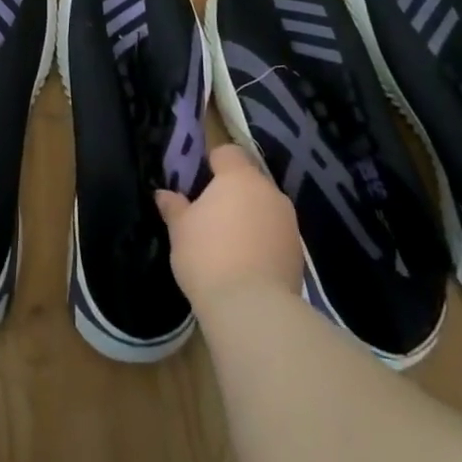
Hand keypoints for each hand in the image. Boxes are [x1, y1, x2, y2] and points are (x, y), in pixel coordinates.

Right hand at [155, 145, 300, 312]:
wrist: (253, 309)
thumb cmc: (208, 257)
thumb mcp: (180, 230)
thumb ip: (174, 207)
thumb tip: (163, 194)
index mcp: (239, 177)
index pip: (227, 152)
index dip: (213, 162)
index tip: (199, 180)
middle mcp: (268, 192)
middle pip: (249, 180)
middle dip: (233, 192)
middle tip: (211, 214)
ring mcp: (288, 222)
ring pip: (265, 208)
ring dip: (250, 217)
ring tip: (229, 242)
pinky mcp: (298, 253)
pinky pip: (276, 235)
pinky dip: (263, 241)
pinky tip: (247, 263)